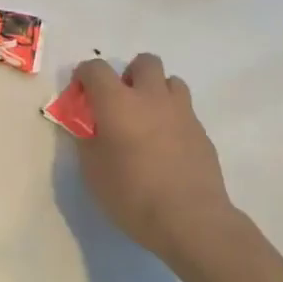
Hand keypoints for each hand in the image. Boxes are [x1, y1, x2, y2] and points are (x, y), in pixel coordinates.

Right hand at [74, 54, 244, 265]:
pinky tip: (166, 146)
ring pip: (171, 81)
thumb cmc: (132, 195)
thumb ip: (87, 140)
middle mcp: (151, 97)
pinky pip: (184, 110)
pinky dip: (172, 117)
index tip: (80, 94)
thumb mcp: (93, 171)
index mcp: (117, 102)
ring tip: (147, 119)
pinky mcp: (201, 131)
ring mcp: (181, 112)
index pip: (96, 68)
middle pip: (144, 62)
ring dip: (156, 91)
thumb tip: (88, 127)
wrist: (190, 219)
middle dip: (129, 74)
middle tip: (120, 102)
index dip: (84, 76)